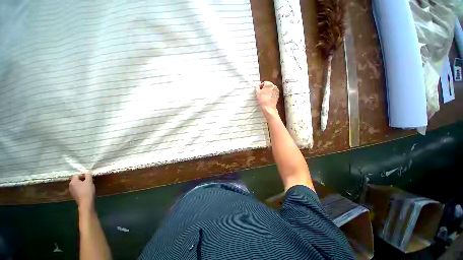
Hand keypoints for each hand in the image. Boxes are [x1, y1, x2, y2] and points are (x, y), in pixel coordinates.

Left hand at [69, 173, 94, 211]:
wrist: (86, 202)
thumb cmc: (87, 190)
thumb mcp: (89, 181)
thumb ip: (88, 175)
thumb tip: (87, 172)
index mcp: (73, 181)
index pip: (77, 174)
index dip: (83, 174)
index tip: (89, 176)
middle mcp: (70, 185)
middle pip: (77, 180)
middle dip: (83, 179)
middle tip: (90, 180)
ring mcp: (72, 191)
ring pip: (77, 184)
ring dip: (82, 184)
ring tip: (89, 185)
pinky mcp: (74, 195)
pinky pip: (78, 189)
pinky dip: (82, 188)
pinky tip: (86, 190)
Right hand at [255, 81, 278, 118]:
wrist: (269, 107)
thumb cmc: (263, 99)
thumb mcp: (258, 93)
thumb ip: (257, 88)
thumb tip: (256, 85)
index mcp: (269, 84)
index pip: (264, 82)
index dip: (260, 86)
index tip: (258, 89)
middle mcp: (274, 86)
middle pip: (268, 85)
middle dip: (264, 88)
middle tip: (261, 93)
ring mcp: (276, 91)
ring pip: (271, 89)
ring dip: (268, 91)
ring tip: (264, 96)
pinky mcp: (277, 95)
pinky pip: (273, 93)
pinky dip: (270, 94)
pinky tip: (267, 98)